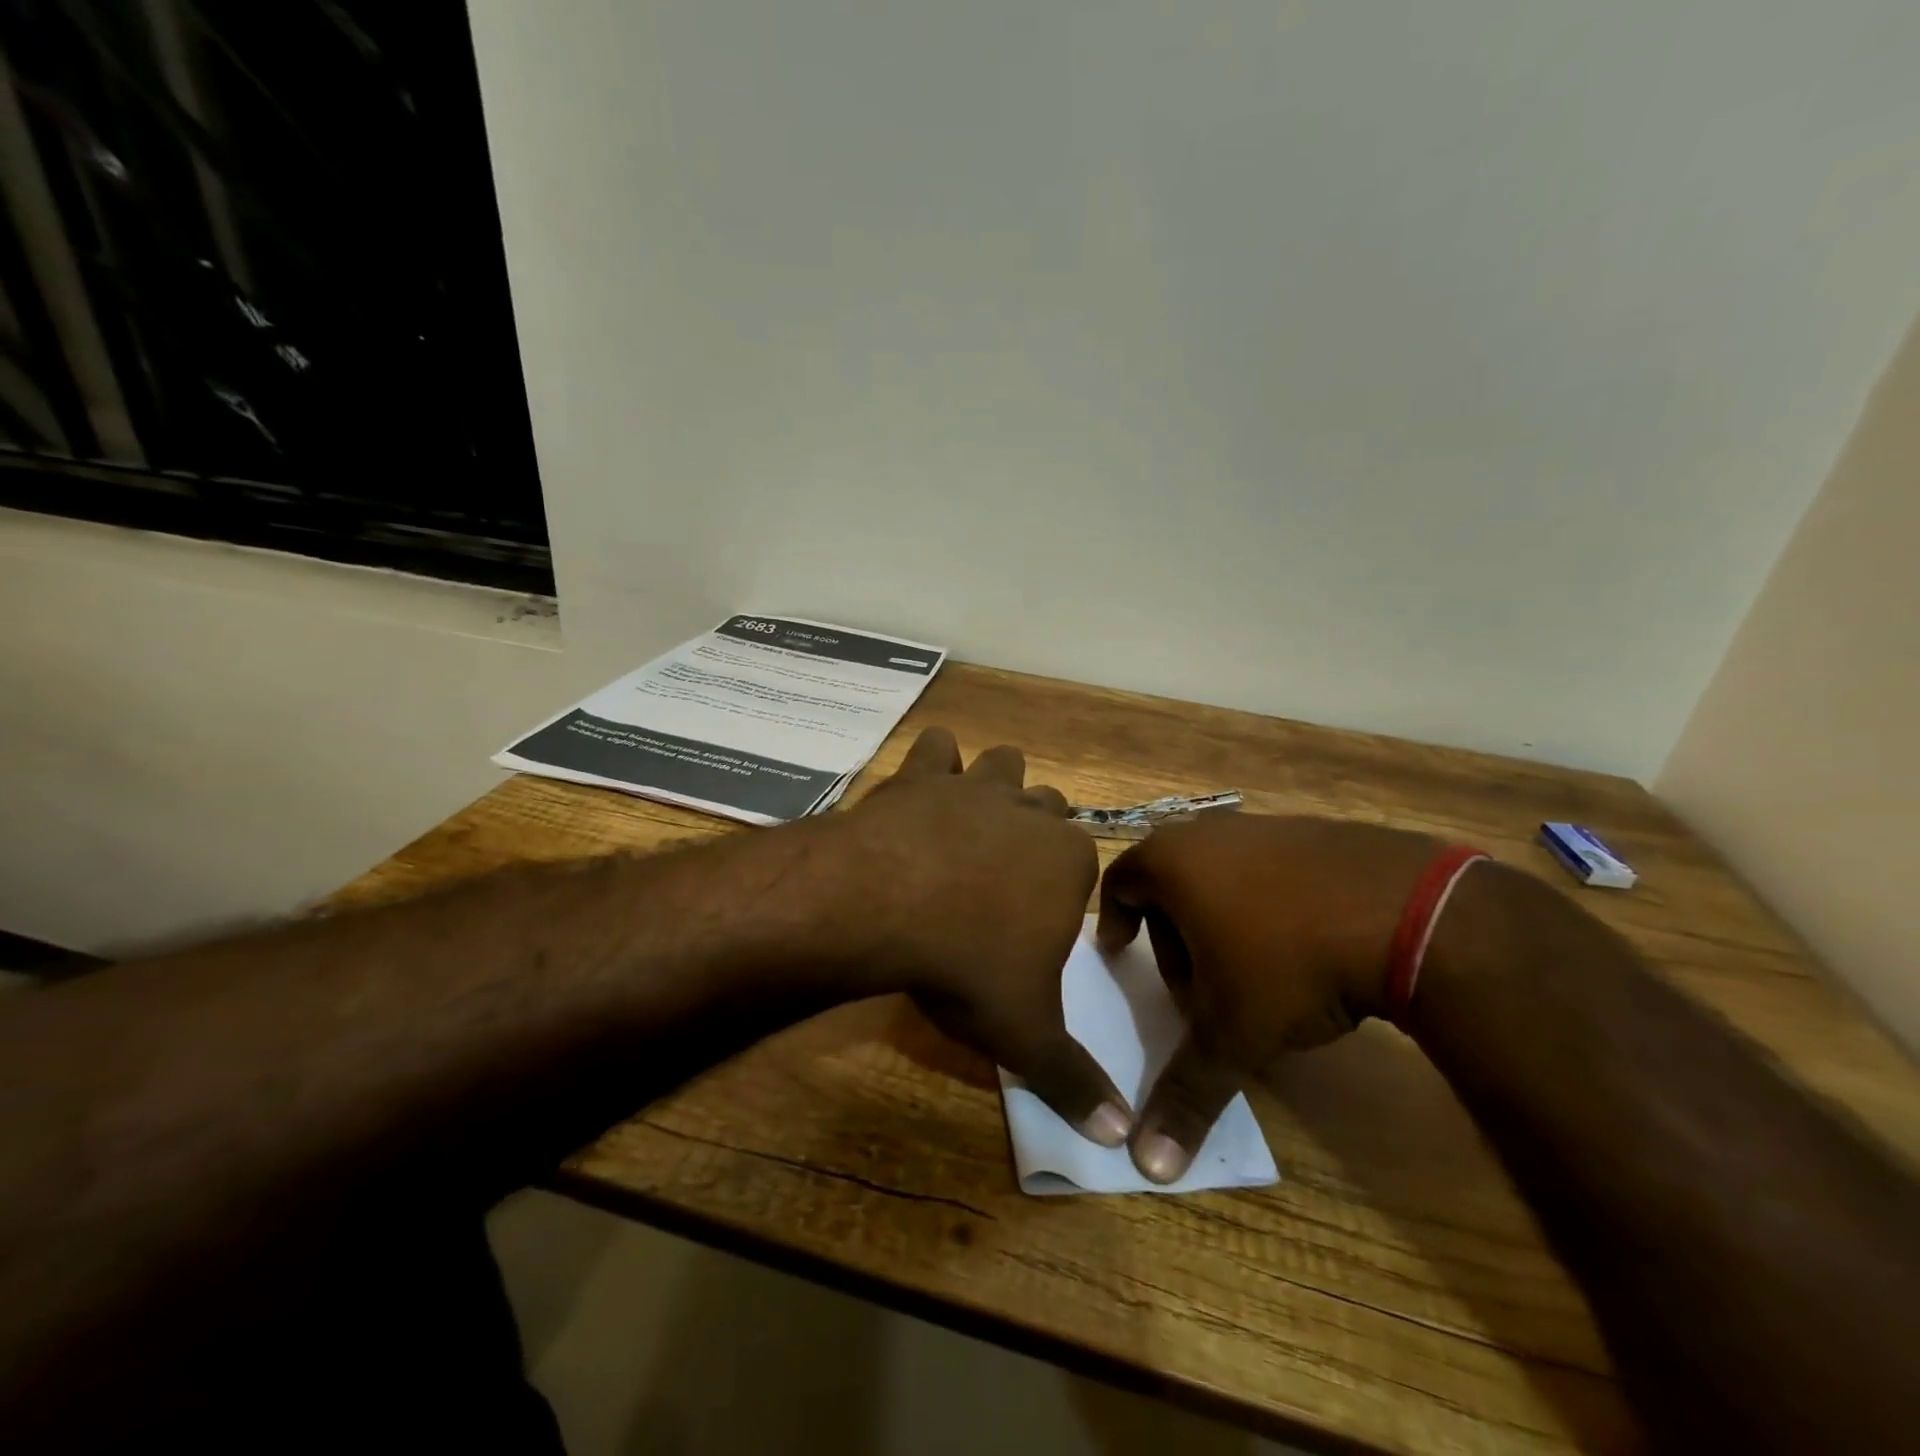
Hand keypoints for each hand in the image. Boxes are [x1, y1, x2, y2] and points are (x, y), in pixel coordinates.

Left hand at [817, 727, 1131, 1146]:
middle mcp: (1030, 812)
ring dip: (995, 783)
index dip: (1064, 887)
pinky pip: (935, 747)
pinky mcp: (921, 775)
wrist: (887, 906)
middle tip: (1006, 872)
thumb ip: (1074, 1081)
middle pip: (1050, 806)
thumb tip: (1122, 1139)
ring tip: (972, 817)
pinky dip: (933, 760)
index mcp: (1069, 861)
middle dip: (1037, 830)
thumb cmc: (967, 965)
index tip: (1039, 918)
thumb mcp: (1025, 1034)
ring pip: (1004, 764)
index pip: (1084, 862)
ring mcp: (975, 786)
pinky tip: (921, 784)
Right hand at [1095, 813, 1443, 1180]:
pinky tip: (1304, 947)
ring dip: (1219, 920)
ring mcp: (1266, 826)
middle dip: (1172, 934)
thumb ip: (1186, 1093)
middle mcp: (1210, 832)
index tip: (1121, 954)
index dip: (1114, 921)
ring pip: (1219, 874)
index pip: (1119, 883)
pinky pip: (1269, 867)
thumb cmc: (1291, 965)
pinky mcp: (1315, 831)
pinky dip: (1267, 903)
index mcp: (1172, 862)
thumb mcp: (1233, 1034)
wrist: (1411, 912)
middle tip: (1195, 985)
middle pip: (1169, 881)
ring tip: (1252, 972)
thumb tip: (1146, 1166)